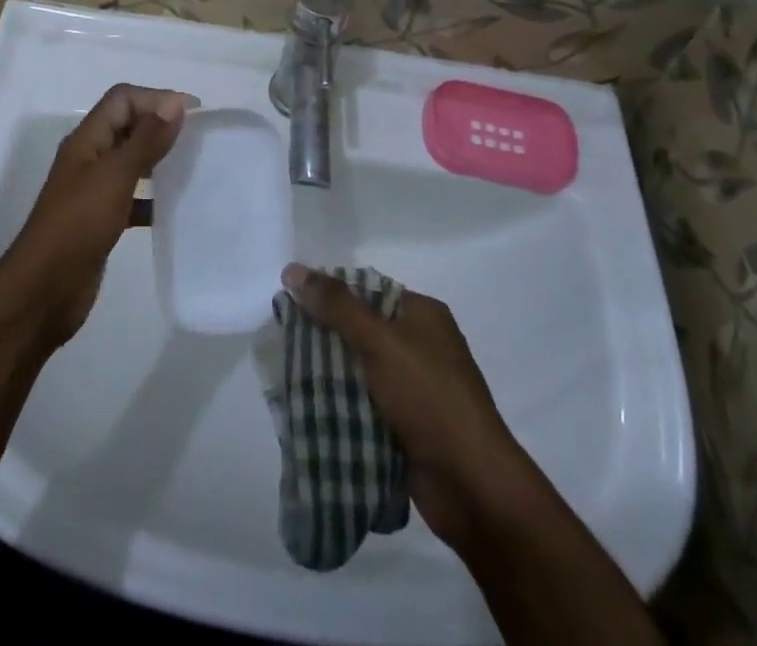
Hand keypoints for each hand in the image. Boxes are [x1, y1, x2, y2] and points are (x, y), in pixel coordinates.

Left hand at [0, 84, 194, 346]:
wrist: (44, 291)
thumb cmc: (78, 225)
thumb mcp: (114, 177)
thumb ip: (145, 140)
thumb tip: (175, 103)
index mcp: (87, 139)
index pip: (122, 99)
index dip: (156, 97)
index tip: (195, 112)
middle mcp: (90, 158)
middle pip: (127, 125)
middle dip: (161, 124)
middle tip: (200, 137)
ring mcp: (94, 189)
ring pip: (132, 160)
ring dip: (159, 158)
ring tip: (193, 166)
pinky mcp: (102, 219)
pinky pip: (133, 196)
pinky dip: (153, 196)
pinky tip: (175, 207)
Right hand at [282, 265, 525, 549]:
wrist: (472, 486)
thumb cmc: (429, 398)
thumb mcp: (380, 341)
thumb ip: (336, 306)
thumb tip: (292, 270)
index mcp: (423, 315)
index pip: (366, 290)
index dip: (329, 294)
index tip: (292, 304)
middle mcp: (421, 345)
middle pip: (361, 329)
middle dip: (325, 336)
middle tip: (284, 342)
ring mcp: (416, 388)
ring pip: (360, 370)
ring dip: (330, 374)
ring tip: (288, 375)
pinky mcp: (408, 426)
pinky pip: (366, 404)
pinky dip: (342, 405)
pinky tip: (310, 408)